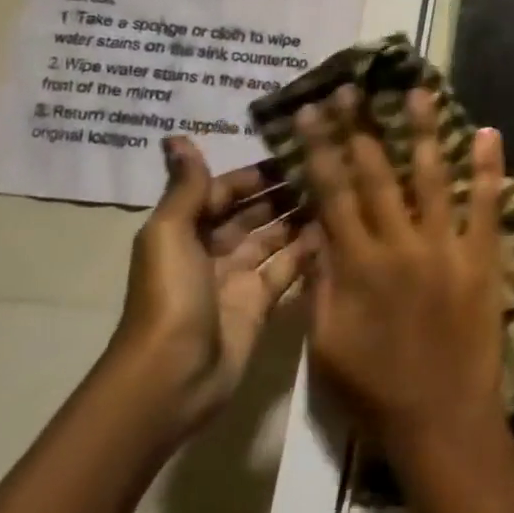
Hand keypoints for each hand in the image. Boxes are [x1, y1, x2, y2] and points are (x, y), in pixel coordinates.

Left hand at [109, 137, 316, 436]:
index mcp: (187, 231)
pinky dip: (309, 250)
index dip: (258, 172)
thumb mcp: (170, 235)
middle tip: (332, 167)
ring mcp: (239, 278)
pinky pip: (289, 268)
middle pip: (254, 212)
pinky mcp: (261, 303)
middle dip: (286, 191)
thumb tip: (177, 138)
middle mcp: (213, 250)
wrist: (173, 375)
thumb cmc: (170, 296)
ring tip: (343, 191)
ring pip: (276, 237)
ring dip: (302, 216)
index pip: (226, 191)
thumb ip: (185, 189)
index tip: (300, 150)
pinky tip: (339, 229)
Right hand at [299, 88, 506, 454]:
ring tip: (420, 92)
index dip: (321, 149)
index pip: (332, 194)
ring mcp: (443, 248)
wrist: (439, 416)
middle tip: (354, 86)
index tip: (314, 111)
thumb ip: (320, 283)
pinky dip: (487, 168)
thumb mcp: (325, 342)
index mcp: (353, 266)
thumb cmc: (373, 388)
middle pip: (375, 175)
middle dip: (361, 128)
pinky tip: (488, 133)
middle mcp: (396, 245)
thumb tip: (316, 231)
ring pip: (430, 178)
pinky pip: (484, 205)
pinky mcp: (481, 257)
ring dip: (424, 132)